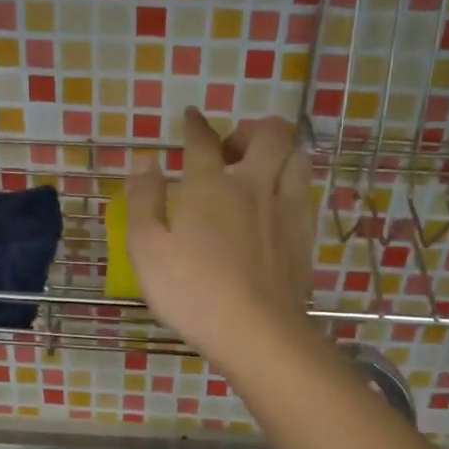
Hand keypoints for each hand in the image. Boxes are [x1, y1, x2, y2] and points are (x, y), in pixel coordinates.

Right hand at [124, 109, 314, 362]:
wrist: (256, 331)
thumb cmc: (192, 292)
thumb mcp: (147, 249)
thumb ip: (143, 200)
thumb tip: (146, 161)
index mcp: (210, 186)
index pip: (202, 140)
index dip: (195, 125)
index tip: (191, 118)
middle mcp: (253, 186)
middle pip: (269, 134)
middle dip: (251, 130)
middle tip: (232, 149)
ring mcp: (285, 210)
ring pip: (297, 157)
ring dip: (279, 153)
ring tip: (261, 171)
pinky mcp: (304, 236)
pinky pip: (305, 192)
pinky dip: (291, 185)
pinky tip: (278, 205)